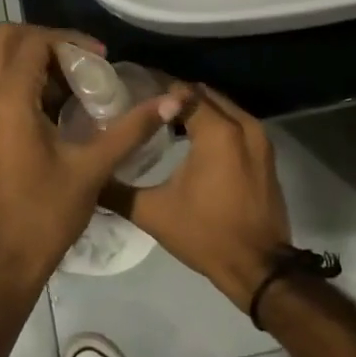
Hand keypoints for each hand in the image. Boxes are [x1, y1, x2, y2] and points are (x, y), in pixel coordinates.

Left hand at [0, 23, 181, 289]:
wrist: (2, 260)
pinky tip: (51, 106)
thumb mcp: (94, 168)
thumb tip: (171, 101)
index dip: (70, 40)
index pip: (34, 41)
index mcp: (9, 101)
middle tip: (80, 61)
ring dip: (30, 58)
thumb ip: (131, 128)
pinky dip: (18, 78)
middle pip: (6, 38)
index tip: (100, 58)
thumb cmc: (46, 213)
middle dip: (45, 39)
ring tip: (69, 81)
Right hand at [115, 85, 291, 310]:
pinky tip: (191, 140)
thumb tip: (89, 176)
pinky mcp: (266, 154)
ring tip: (164, 121)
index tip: (132, 94)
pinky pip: (237, 124)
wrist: (258, 267)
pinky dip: (216, 124)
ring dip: (197, 109)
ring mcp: (259, 138)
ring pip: (223, 107)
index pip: (182, 92)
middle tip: (146, 106)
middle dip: (177, 96)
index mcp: (217, 131)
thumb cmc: (205, 234)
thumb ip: (117, 190)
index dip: (156, 90)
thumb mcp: (154, 213)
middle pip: (204, 94)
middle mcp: (242, 124)